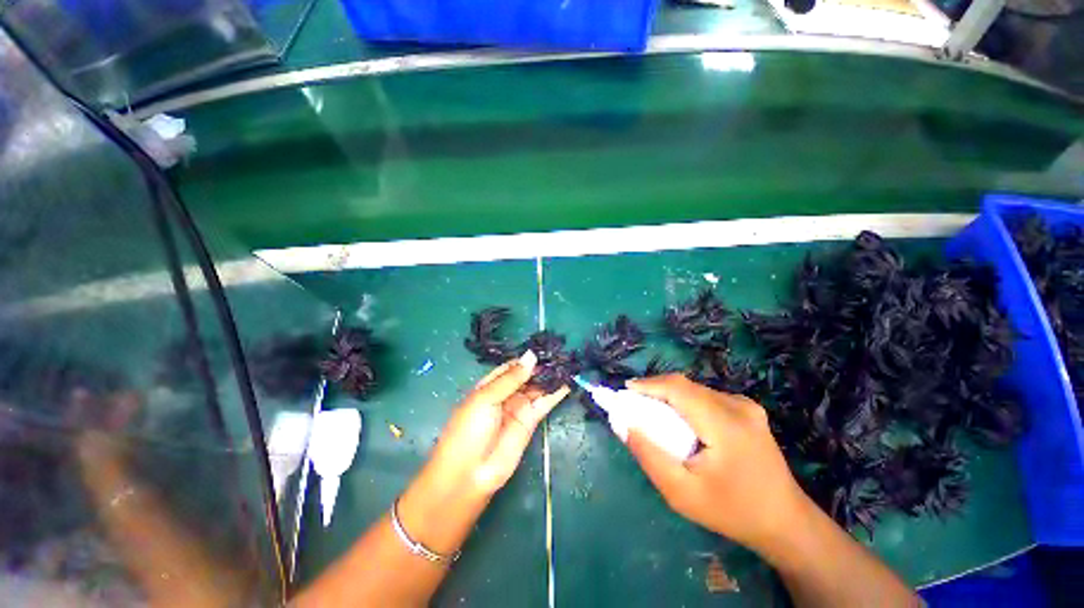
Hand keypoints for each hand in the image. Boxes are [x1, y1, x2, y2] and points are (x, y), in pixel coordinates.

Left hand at [429, 350, 568, 493]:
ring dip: (550, 378)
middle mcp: (506, 394)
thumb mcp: (486, 398)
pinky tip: (567, 383)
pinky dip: (556, 394)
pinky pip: (544, 403)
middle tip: (560, 355)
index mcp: (490, 385)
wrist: (470, 473)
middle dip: (540, 367)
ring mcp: (519, 407)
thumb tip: (531, 355)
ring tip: (567, 365)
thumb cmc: (470, 430)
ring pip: (537, 388)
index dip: (525, 359)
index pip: (511, 367)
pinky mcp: (530, 421)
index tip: (542, 348)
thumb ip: (511, 378)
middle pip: (526, 376)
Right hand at [624, 374, 809, 554]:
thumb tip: (624, 424)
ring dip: (670, 398)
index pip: (679, 388)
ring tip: (653, 415)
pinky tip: (680, 422)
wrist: (785, 523)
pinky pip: (706, 397)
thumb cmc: (732, 512)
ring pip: (694, 390)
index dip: (648, 385)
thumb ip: (649, 455)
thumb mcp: (681, 493)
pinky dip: (685, 403)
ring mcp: (746, 406)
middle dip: (655, 392)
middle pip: (685, 387)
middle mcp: (738, 406)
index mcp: (726, 424)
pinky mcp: (747, 410)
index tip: (624, 391)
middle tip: (634, 406)